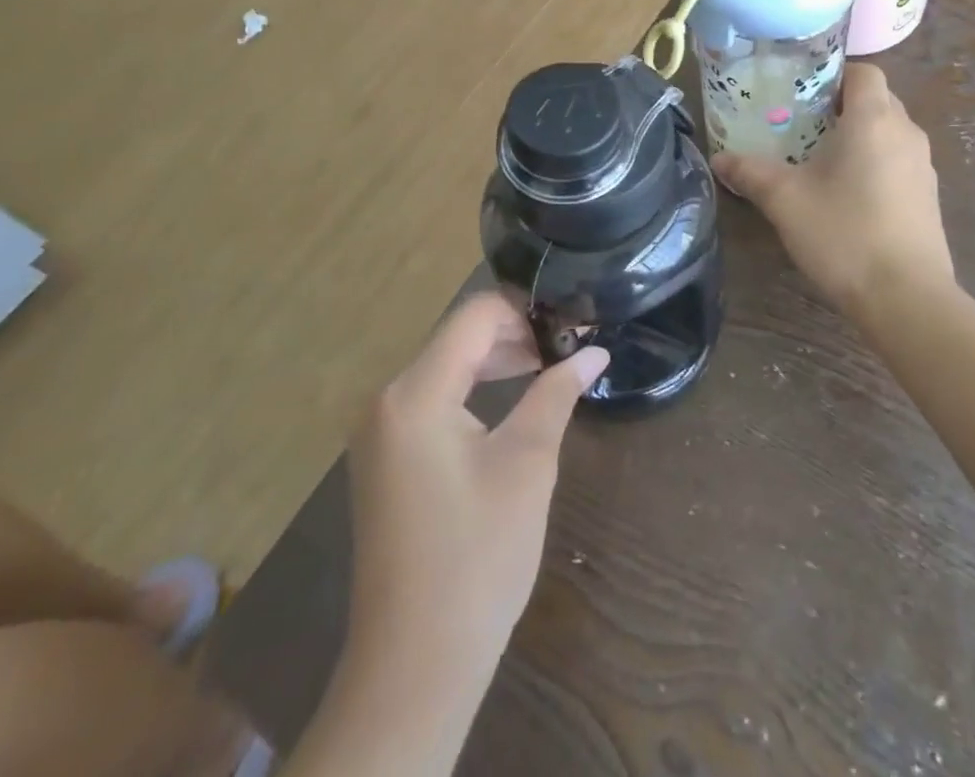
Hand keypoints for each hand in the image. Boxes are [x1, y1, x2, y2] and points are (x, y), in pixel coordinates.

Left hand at [345, 294, 608, 682]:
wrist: (416, 665)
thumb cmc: (478, 556)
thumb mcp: (527, 463)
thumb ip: (557, 393)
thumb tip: (595, 351)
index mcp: (414, 393)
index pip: (473, 317)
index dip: (524, 309)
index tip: (570, 320)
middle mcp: (386, 400)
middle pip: (456, 339)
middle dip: (513, 334)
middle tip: (568, 345)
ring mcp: (379, 432)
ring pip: (444, 368)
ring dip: (494, 361)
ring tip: (548, 368)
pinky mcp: (385, 459)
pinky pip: (431, 401)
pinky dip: (472, 391)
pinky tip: (509, 402)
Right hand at [714, 62, 954, 314]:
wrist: (906, 299)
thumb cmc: (844, 234)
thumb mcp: (785, 200)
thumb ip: (750, 172)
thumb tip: (719, 159)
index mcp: (874, 119)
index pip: (864, 71)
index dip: (834, 73)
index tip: (801, 91)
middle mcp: (906, 132)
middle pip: (876, 99)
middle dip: (840, 105)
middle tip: (800, 122)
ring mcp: (923, 166)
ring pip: (889, 131)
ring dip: (859, 135)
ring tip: (819, 158)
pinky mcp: (929, 196)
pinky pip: (898, 160)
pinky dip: (875, 162)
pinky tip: (848, 194)